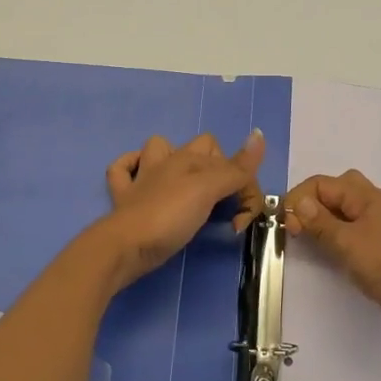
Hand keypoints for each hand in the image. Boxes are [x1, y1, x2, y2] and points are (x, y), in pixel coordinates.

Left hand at [99, 130, 266, 288]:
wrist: (125, 245)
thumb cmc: (170, 216)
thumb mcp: (209, 190)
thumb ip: (236, 168)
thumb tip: (259, 134)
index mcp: (188, 159)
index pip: (228, 160)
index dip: (242, 185)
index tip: (242, 217)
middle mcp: (166, 162)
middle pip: (198, 148)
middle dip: (214, 167)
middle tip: (222, 202)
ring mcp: (141, 179)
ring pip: (157, 151)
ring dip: (171, 160)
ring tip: (188, 186)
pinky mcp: (123, 199)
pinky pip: (122, 171)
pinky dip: (131, 169)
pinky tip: (139, 178)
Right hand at [283, 169, 380, 354]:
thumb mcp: (348, 242)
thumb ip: (320, 223)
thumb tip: (297, 203)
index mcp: (366, 196)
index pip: (322, 184)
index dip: (299, 199)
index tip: (286, 225)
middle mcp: (373, 207)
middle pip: (336, 193)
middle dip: (311, 204)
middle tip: (296, 228)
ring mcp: (379, 230)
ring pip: (344, 215)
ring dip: (323, 223)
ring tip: (306, 241)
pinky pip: (352, 236)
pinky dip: (335, 240)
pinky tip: (329, 256)